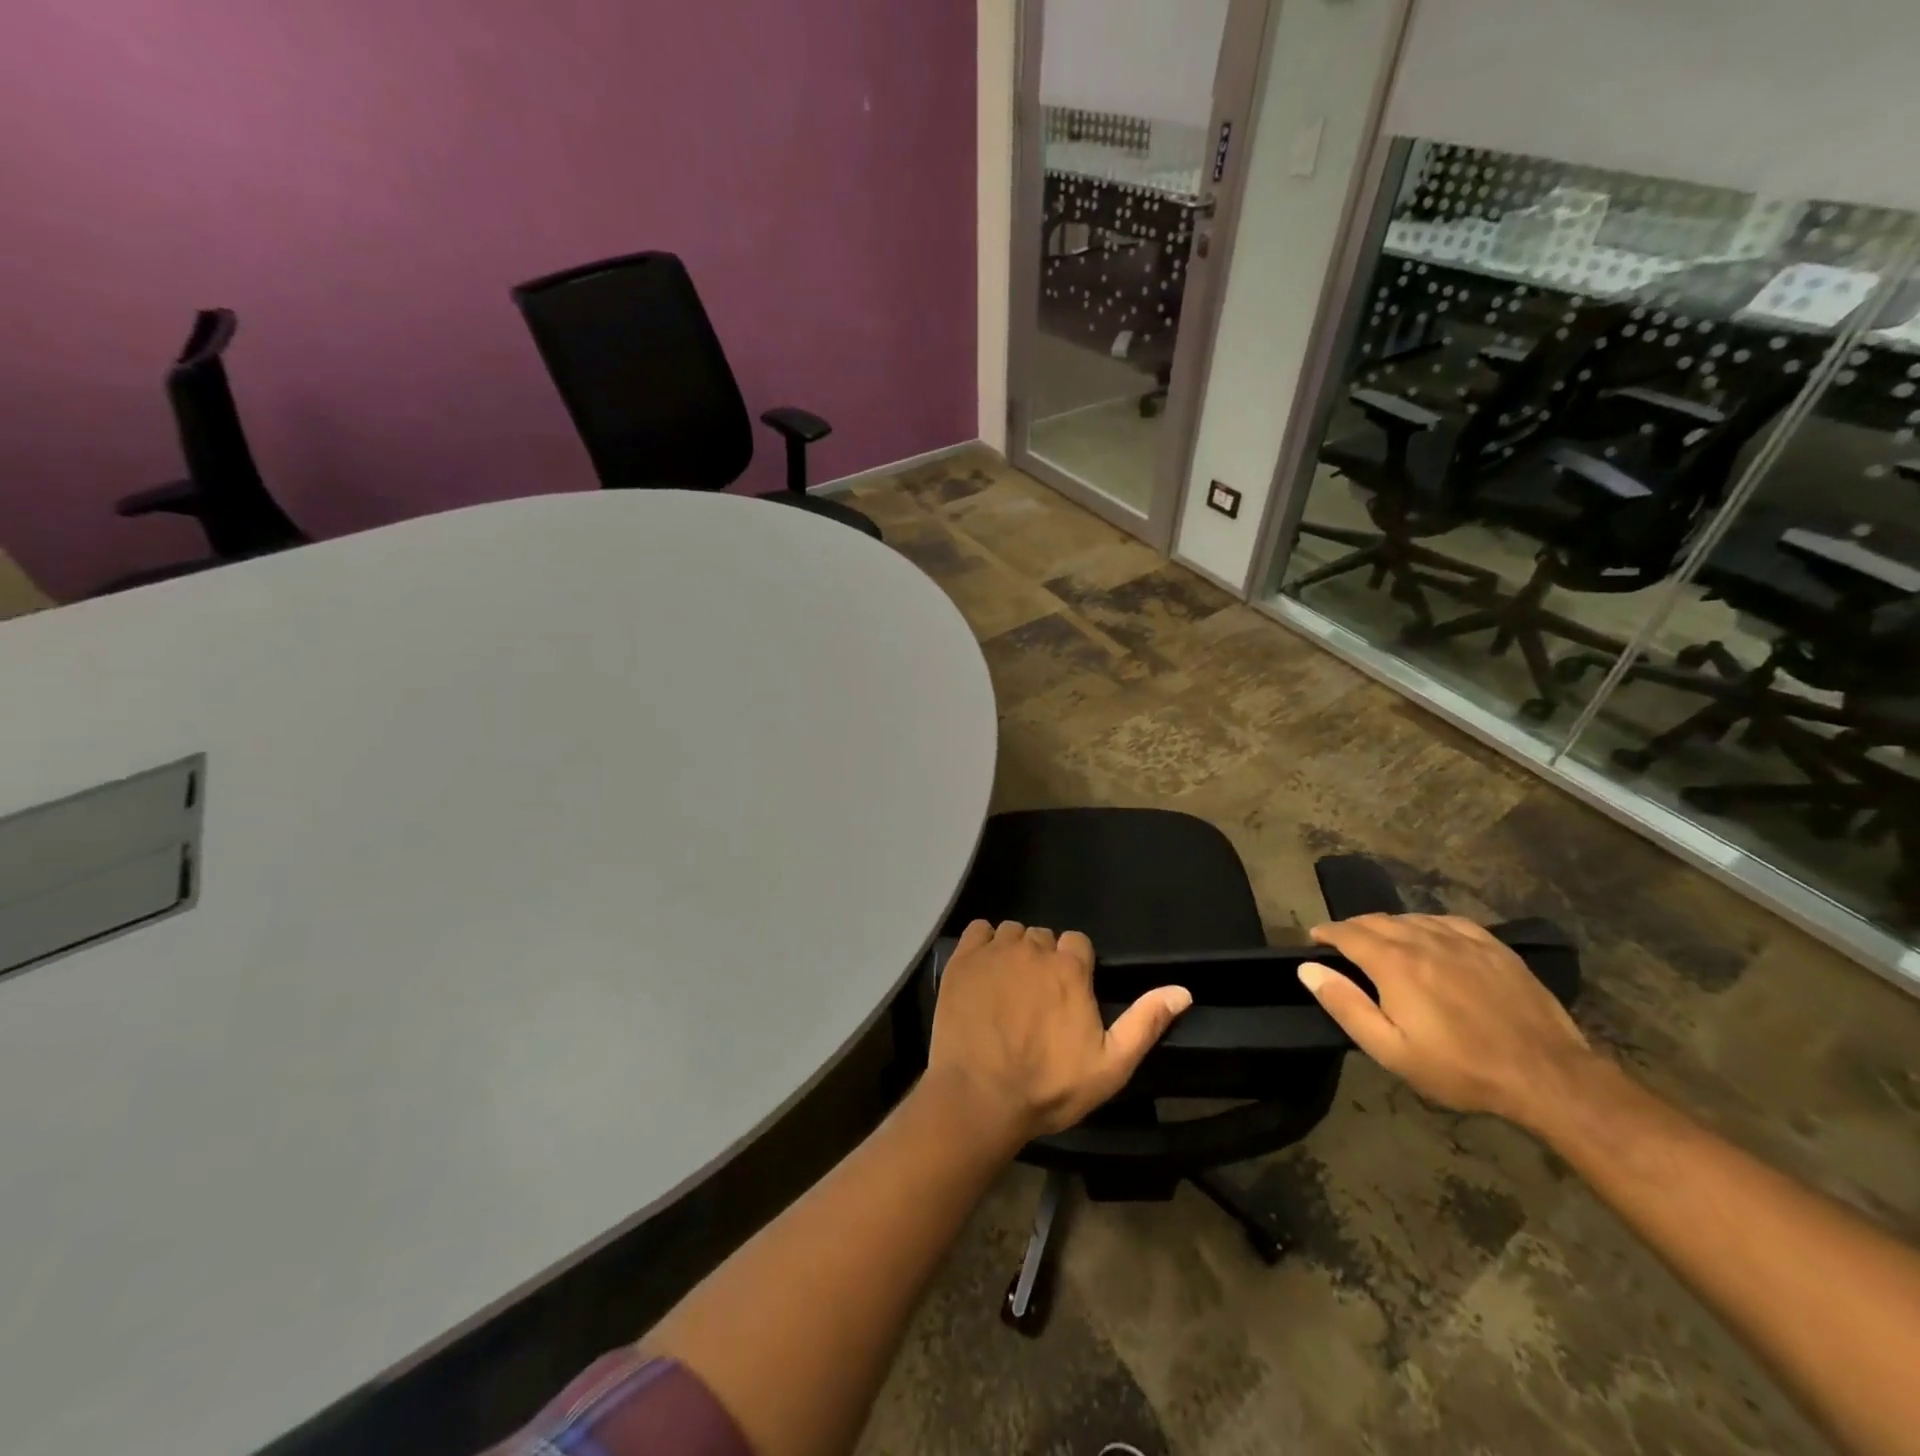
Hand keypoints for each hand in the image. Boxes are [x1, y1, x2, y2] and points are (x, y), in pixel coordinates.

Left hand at [926, 920, 1192, 1143]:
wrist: (980, 1097)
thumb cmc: (1048, 1086)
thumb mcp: (1110, 1066)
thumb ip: (1145, 1023)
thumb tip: (1183, 990)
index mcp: (1070, 969)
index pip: (1078, 942)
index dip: (1075, 966)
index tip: (1068, 993)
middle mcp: (1033, 948)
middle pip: (1043, 937)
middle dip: (1044, 959)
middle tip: (1036, 997)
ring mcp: (995, 951)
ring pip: (1012, 933)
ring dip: (1014, 951)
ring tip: (1008, 987)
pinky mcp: (963, 959)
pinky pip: (978, 930)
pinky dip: (983, 944)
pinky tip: (983, 970)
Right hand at [1299, 914, 1597, 1127]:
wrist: (1547, 1076)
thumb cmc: (1459, 1068)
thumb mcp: (1390, 1050)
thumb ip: (1345, 1005)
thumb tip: (1308, 968)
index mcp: (1393, 963)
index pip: (1346, 933)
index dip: (1326, 933)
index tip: (1315, 940)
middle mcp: (1422, 939)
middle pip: (1375, 920)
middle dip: (1352, 928)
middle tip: (1343, 945)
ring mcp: (1461, 939)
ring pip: (1410, 918)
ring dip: (1387, 926)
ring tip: (1382, 942)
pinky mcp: (1493, 947)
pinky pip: (1447, 921)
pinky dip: (1426, 924)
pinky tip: (1428, 937)